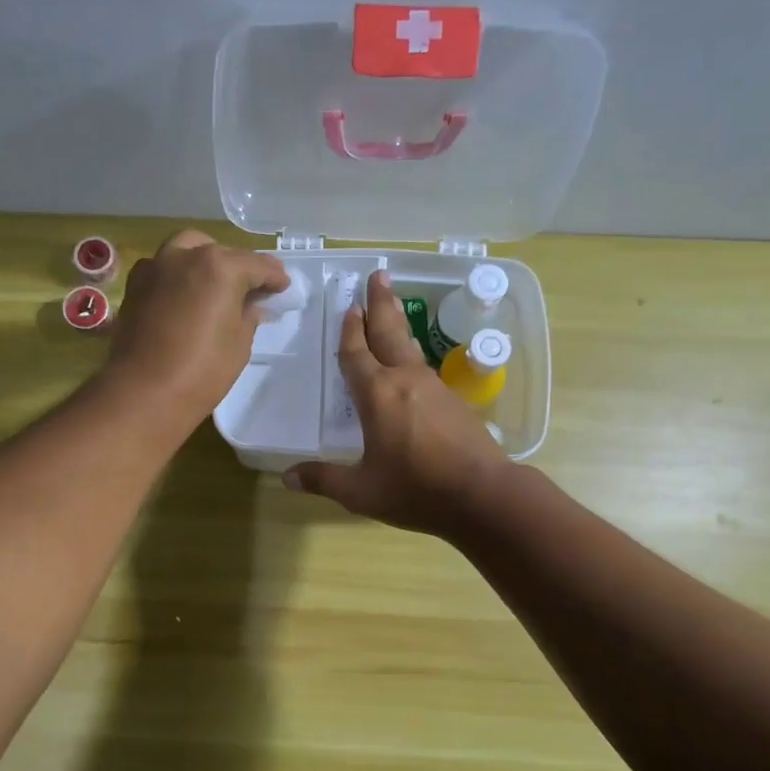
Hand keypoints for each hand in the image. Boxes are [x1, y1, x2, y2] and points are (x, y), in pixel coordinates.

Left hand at [103, 230, 291, 433]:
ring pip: (186, 250)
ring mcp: (155, 268)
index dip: (274, 277)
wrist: (143, 393)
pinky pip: (163, 269)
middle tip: (250, 289)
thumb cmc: (201, 372)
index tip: (283, 287)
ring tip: (215, 286)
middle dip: (238, 266)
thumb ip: (248, 316)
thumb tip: (249, 305)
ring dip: (204, 261)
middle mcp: (185, 256)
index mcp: (219, 267)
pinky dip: (178, 275)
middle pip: (219, 252)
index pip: (256, 265)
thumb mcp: (239, 345)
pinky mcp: (135, 286)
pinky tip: (185, 296)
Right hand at [283, 271, 512, 534]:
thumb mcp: (361, 491)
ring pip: (410, 347)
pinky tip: (412, 361)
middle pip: (389, 333)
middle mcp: (405, 380)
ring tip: (392, 306)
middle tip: (378, 275)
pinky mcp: (454, 401)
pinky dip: (412, 353)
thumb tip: (287, 477)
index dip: (349, 331)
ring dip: (398, 323)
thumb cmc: (416, 489)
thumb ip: (324, 479)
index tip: (349, 306)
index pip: (356, 354)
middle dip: (380, 304)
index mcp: (377, 395)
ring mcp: (434, 388)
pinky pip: (425, 367)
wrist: (482, 495)